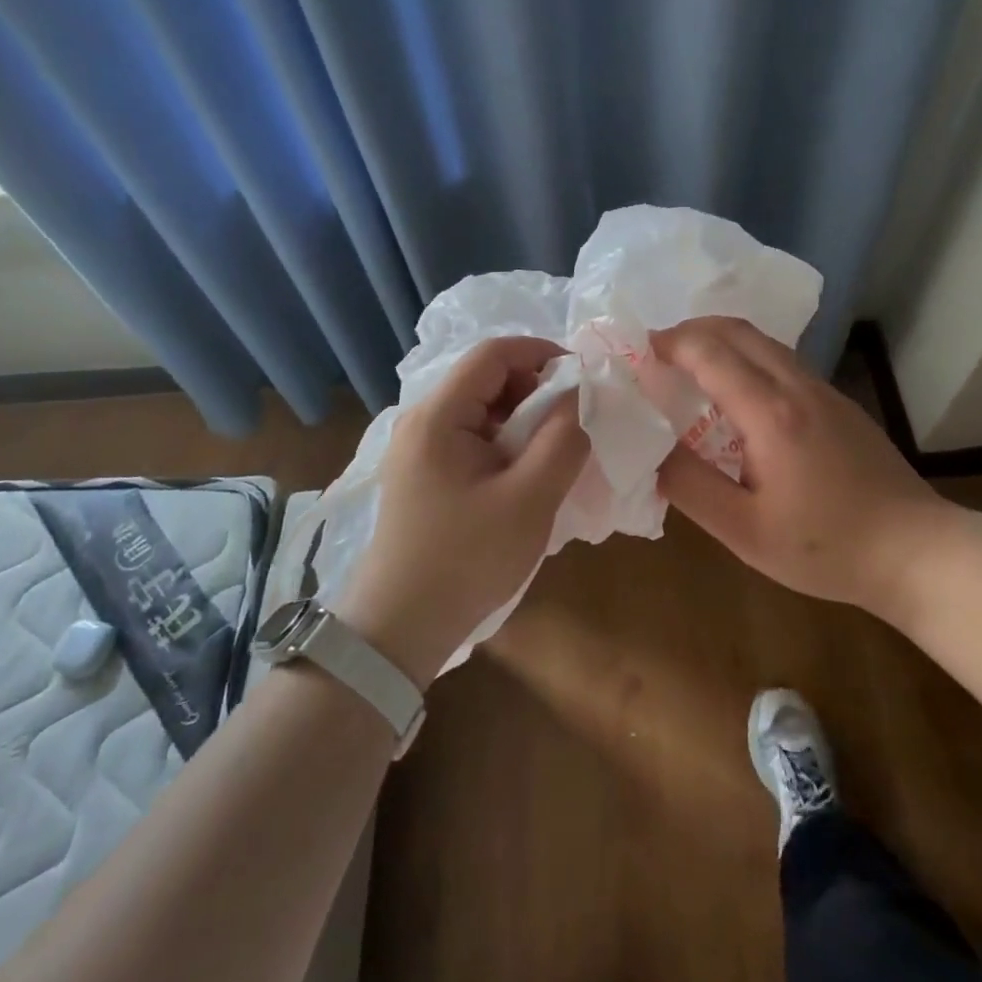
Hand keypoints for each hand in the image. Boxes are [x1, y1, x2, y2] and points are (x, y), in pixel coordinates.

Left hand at [335, 336, 589, 686]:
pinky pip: (470, 436)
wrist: (400, 628)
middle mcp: (421, 420)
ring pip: (480, 408)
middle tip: (570, 424)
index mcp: (438, 415)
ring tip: (550, 454)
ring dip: (522, 419)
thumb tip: (579, 397)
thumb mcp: (529, 499)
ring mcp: (417, 448)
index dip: (541, 353)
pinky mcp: (421, 473)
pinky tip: (522, 475)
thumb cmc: (466, 559)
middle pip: (485, 378)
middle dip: (534, 390)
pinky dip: (504, 442)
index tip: (581, 379)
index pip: (493, 353)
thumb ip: (563, 439)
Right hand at [653, 317, 963, 618]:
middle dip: (691, 330)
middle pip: (737, 330)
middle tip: (657, 354)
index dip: (669, 344)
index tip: (637, 354)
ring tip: (689, 368)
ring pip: (763, 341)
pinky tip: (738, 395)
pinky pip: (782, 359)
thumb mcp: (745, 530)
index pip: (709, 352)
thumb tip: (650, 451)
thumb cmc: (826, 546)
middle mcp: (797, 385)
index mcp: (770, 412)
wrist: (917, 551)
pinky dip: (746, 357)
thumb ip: (691, 486)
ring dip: (720, 340)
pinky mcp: (839, 402)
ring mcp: (823, 390)